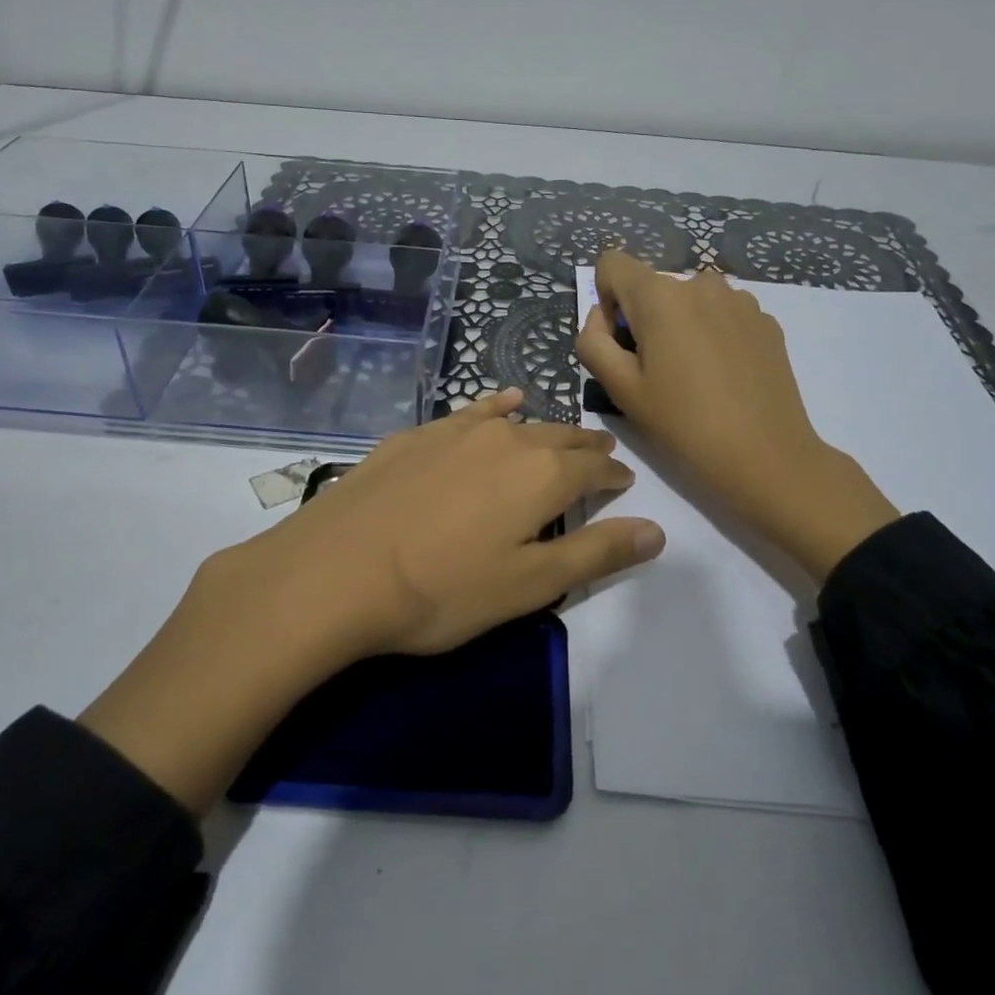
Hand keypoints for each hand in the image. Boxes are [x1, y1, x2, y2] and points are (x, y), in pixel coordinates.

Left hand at [228, 387, 664, 656]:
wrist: (336, 571)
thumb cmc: (444, 589)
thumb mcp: (530, 585)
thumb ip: (597, 553)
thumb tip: (657, 530)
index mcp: (541, 475)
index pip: (594, 470)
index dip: (614, 477)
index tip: (625, 484)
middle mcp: (506, 439)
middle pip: (560, 439)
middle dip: (586, 448)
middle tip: (602, 454)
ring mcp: (456, 431)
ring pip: (517, 422)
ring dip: (545, 429)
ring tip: (561, 433)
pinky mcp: (416, 436)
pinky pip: (471, 413)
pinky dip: (495, 409)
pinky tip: (500, 404)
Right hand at [576, 249, 898, 585]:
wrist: (766, 456)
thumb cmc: (683, 424)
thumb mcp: (620, 389)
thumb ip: (593, 342)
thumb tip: (601, 318)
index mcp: (659, 296)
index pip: (612, 264)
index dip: (606, 299)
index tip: (621, 342)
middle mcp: (700, 283)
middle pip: (653, 286)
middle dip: (645, 319)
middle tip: (657, 372)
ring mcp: (739, 299)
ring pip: (690, 300)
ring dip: (682, 324)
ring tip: (695, 376)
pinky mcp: (766, 319)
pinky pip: (722, 314)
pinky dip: (713, 334)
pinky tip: (726, 377)